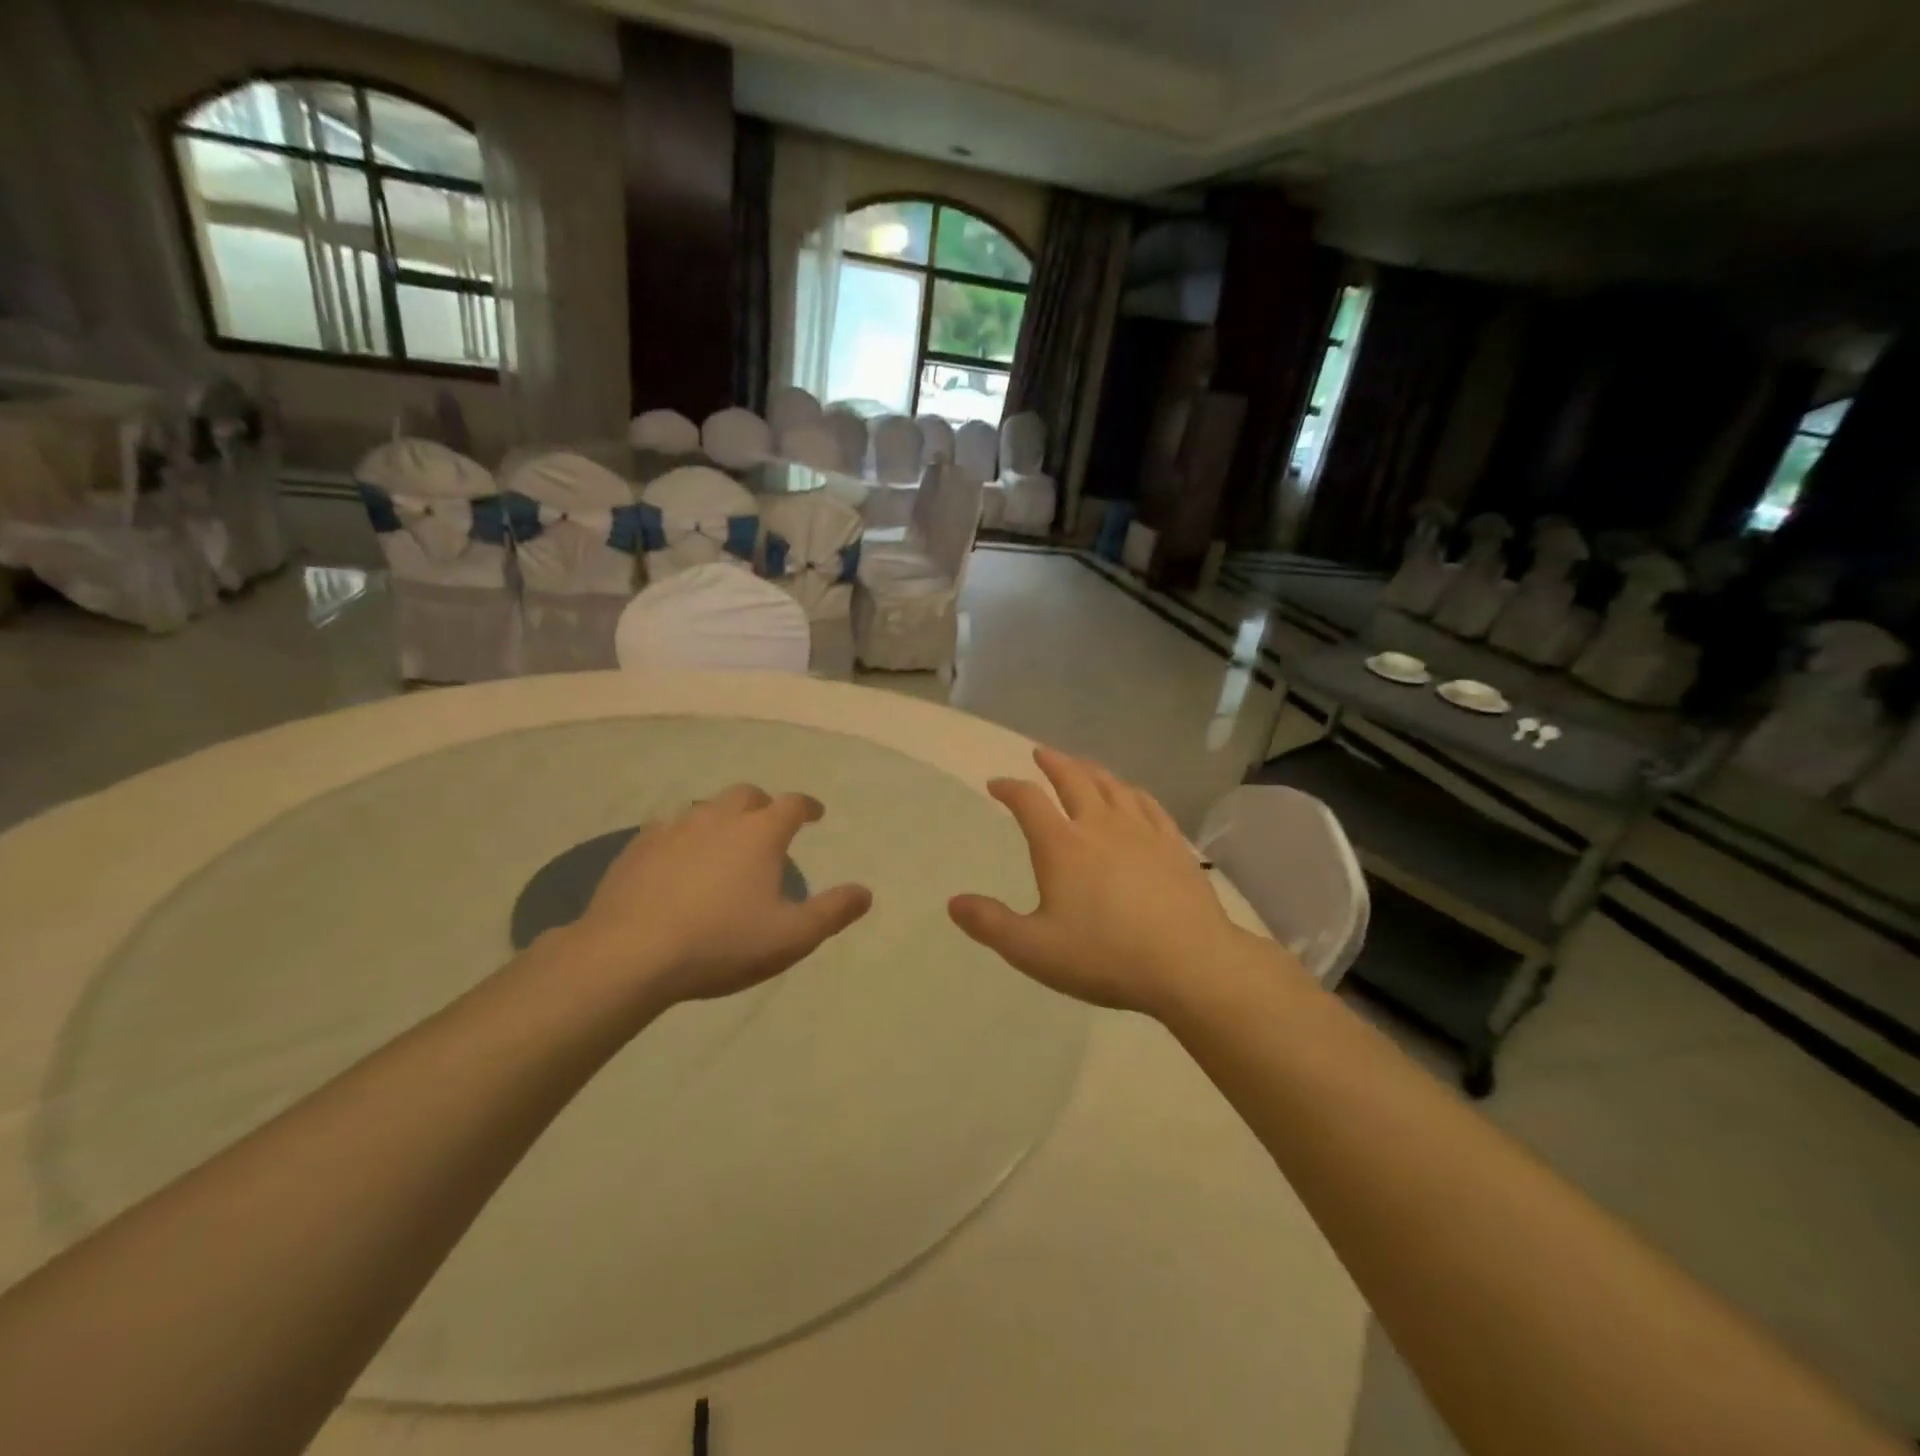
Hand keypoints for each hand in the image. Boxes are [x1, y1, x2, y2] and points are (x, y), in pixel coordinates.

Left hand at [560, 785, 870, 1008]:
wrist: (630, 954)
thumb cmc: (721, 943)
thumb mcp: (791, 937)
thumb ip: (833, 912)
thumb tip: (865, 893)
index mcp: (760, 833)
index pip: (793, 804)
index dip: (808, 806)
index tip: (815, 814)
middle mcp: (719, 818)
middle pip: (747, 795)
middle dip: (763, 805)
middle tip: (768, 826)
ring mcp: (674, 828)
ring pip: (705, 807)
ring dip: (722, 817)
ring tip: (724, 843)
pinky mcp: (638, 847)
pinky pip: (668, 828)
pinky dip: (684, 836)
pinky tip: (678, 859)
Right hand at [948, 747, 1258, 1018]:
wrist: (1189, 963)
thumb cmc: (1104, 956)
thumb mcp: (1034, 950)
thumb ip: (991, 925)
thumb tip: (953, 903)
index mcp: (1062, 846)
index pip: (1028, 801)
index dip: (1009, 788)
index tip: (996, 784)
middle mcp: (1100, 825)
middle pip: (1073, 779)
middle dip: (1053, 763)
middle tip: (1041, 753)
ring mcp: (1142, 831)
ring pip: (1112, 786)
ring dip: (1091, 770)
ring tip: (1082, 765)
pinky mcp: (1173, 844)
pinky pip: (1148, 804)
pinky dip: (1132, 792)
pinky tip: (1132, 794)